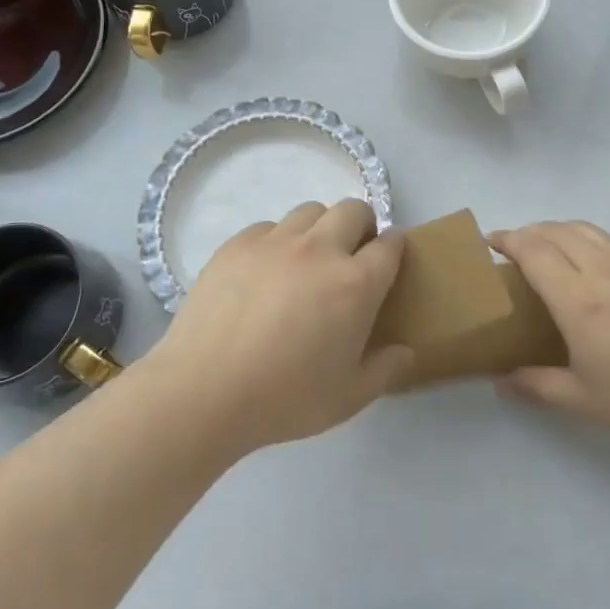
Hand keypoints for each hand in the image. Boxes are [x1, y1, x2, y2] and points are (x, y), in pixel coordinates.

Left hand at [142, 199, 411, 455]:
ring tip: (306, 262)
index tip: (389, 261)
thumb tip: (406, 351)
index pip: (391, 244)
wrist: (203, 391)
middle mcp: (321, 249)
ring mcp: (276, 241)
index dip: (395, 248)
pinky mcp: (238, 244)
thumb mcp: (348, 398)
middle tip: (350, 258)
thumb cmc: (284, 399)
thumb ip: (385, 369)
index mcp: (356, 283)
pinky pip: (268, 227)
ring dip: (319, 229)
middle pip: (353, 209)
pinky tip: (264, 274)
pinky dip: (276, 242)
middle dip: (361, 226)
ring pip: (310, 211)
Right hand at [489, 221, 609, 449]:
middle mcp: (601, 269)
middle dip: (526, 231)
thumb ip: (537, 386)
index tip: (488, 241)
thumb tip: (500, 382)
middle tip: (510, 248)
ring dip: (555, 228)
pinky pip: (605, 239)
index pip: (533, 250)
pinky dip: (581, 237)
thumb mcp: (584, 400)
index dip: (507, 239)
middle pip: (555, 230)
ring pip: (583, 227)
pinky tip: (584, 264)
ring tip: (543, 247)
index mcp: (578, 298)